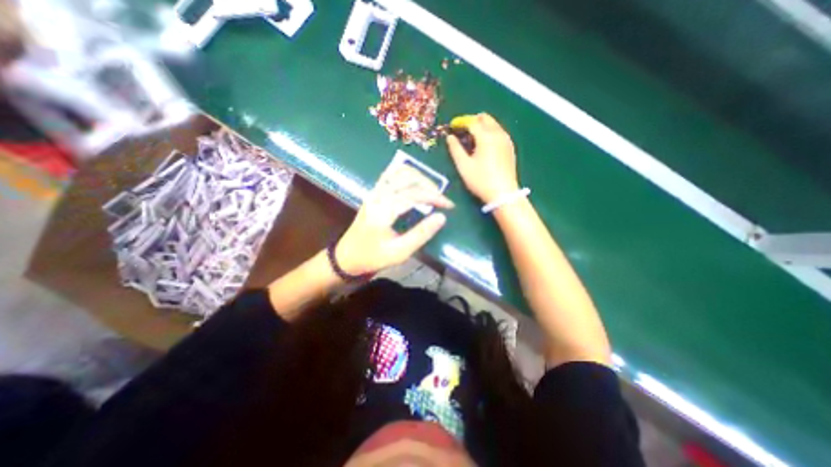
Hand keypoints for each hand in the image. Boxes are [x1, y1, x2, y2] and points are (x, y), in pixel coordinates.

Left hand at [333, 168, 453, 275]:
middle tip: (442, 199)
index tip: (449, 206)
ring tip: (432, 191)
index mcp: (383, 210)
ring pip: (399, 171)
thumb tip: (442, 217)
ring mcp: (374, 191)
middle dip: (429, 185)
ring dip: (419, 177)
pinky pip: (392, 174)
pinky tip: (417, 185)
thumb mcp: (399, 252)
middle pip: (407, 176)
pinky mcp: (374, 192)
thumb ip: (421, 234)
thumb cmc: (372, 257)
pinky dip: (408, 175)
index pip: (413, 194)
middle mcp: (378, 195)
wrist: (347, 257)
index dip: (434, 197)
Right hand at [448, 112, 517, 201]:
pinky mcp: (510, 147)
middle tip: (462, 130)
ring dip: (482, 126)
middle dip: (472, 120)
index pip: (472, 121)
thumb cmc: (481, 180)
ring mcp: (506, 140)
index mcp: (486, 137)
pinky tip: (484, 144)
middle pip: (485, 118)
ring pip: (493, 124)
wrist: (503, 193)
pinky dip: (490, 132)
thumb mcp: (464, 166)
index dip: (461, 122)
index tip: (452, 126)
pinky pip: (499, 132)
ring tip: (472, 138)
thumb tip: (450, 137)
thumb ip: (455, 149)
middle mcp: (498, 134)